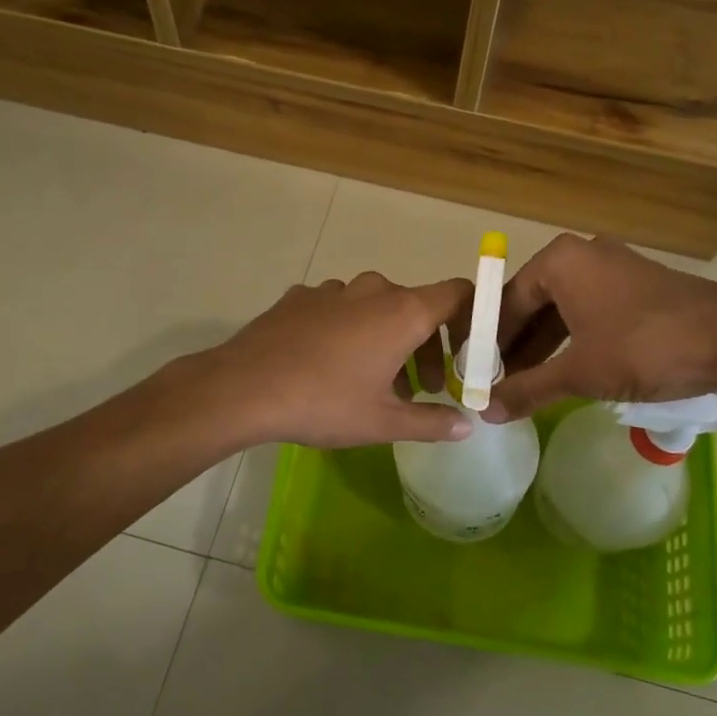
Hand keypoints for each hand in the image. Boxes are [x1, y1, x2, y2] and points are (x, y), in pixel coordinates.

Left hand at [204, 271, 476, 448]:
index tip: (469, 352)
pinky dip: (349, 331)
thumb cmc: (324, 403)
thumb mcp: (383, 423)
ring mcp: (333, 290)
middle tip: (424, 389)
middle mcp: (373, 290)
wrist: (243, 387)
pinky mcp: (300, 297)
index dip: (473, 317)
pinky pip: (339, 309)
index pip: (458, 293)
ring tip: (378, 383)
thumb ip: (432, 422)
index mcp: (403, 312)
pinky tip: (330, 365)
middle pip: (417, 306)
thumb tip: (465, 426)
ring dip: (388, 339)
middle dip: (428, 346)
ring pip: (376, 308)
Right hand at [483, 235, 716, 421]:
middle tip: (499, 384)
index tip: (477, 375)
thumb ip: (528, 389)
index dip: (488, 342)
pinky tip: (566, 371)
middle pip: (533, 303)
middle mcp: (581, 254)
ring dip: (544, 347)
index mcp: (559, 261)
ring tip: (527, 385)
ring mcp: (612, 267)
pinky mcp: (636, 286)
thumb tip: (484, 412)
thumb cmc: (644, 347)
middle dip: (515, 346)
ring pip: (562, 309)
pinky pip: (589, 311)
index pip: (506, 302)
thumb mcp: (581, 372)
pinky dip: (573, 340)